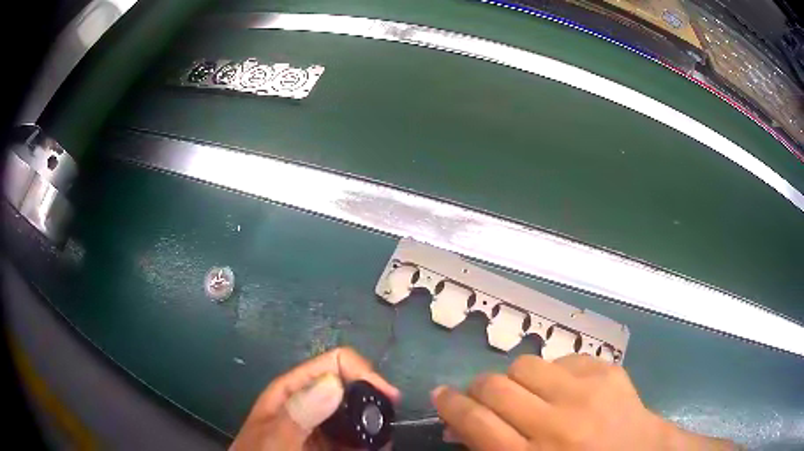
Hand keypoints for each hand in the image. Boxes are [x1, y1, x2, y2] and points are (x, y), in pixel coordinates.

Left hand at [230, 347, 399, 450]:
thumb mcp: (275, 437)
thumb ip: (299, 413)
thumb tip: (334, 383)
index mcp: (294, 390)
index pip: (335, 364)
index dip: (363, 373)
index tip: (386, 397)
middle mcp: (312, 403)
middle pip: (352, 387)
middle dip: (374, 401)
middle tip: (389, 424)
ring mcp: (324, 426)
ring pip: (360, 414)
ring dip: (376, 424)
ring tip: (383, 442)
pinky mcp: (333, 444)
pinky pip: (359, 437)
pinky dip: (373, 441)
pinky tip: (378, 448)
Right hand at [432, 354, 735, 449]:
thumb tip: (462, 426)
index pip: (475, 422)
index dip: (450, 406)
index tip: (440, 396)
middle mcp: (557, 423)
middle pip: (495, 387)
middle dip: (477, 390)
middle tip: (480, 398)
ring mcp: (587, 392)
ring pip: (526, 364)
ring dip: (516, 380)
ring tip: (526, 395)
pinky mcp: (608, 372)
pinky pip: (562, 359)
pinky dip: (552, 374)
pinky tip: (563, 390)